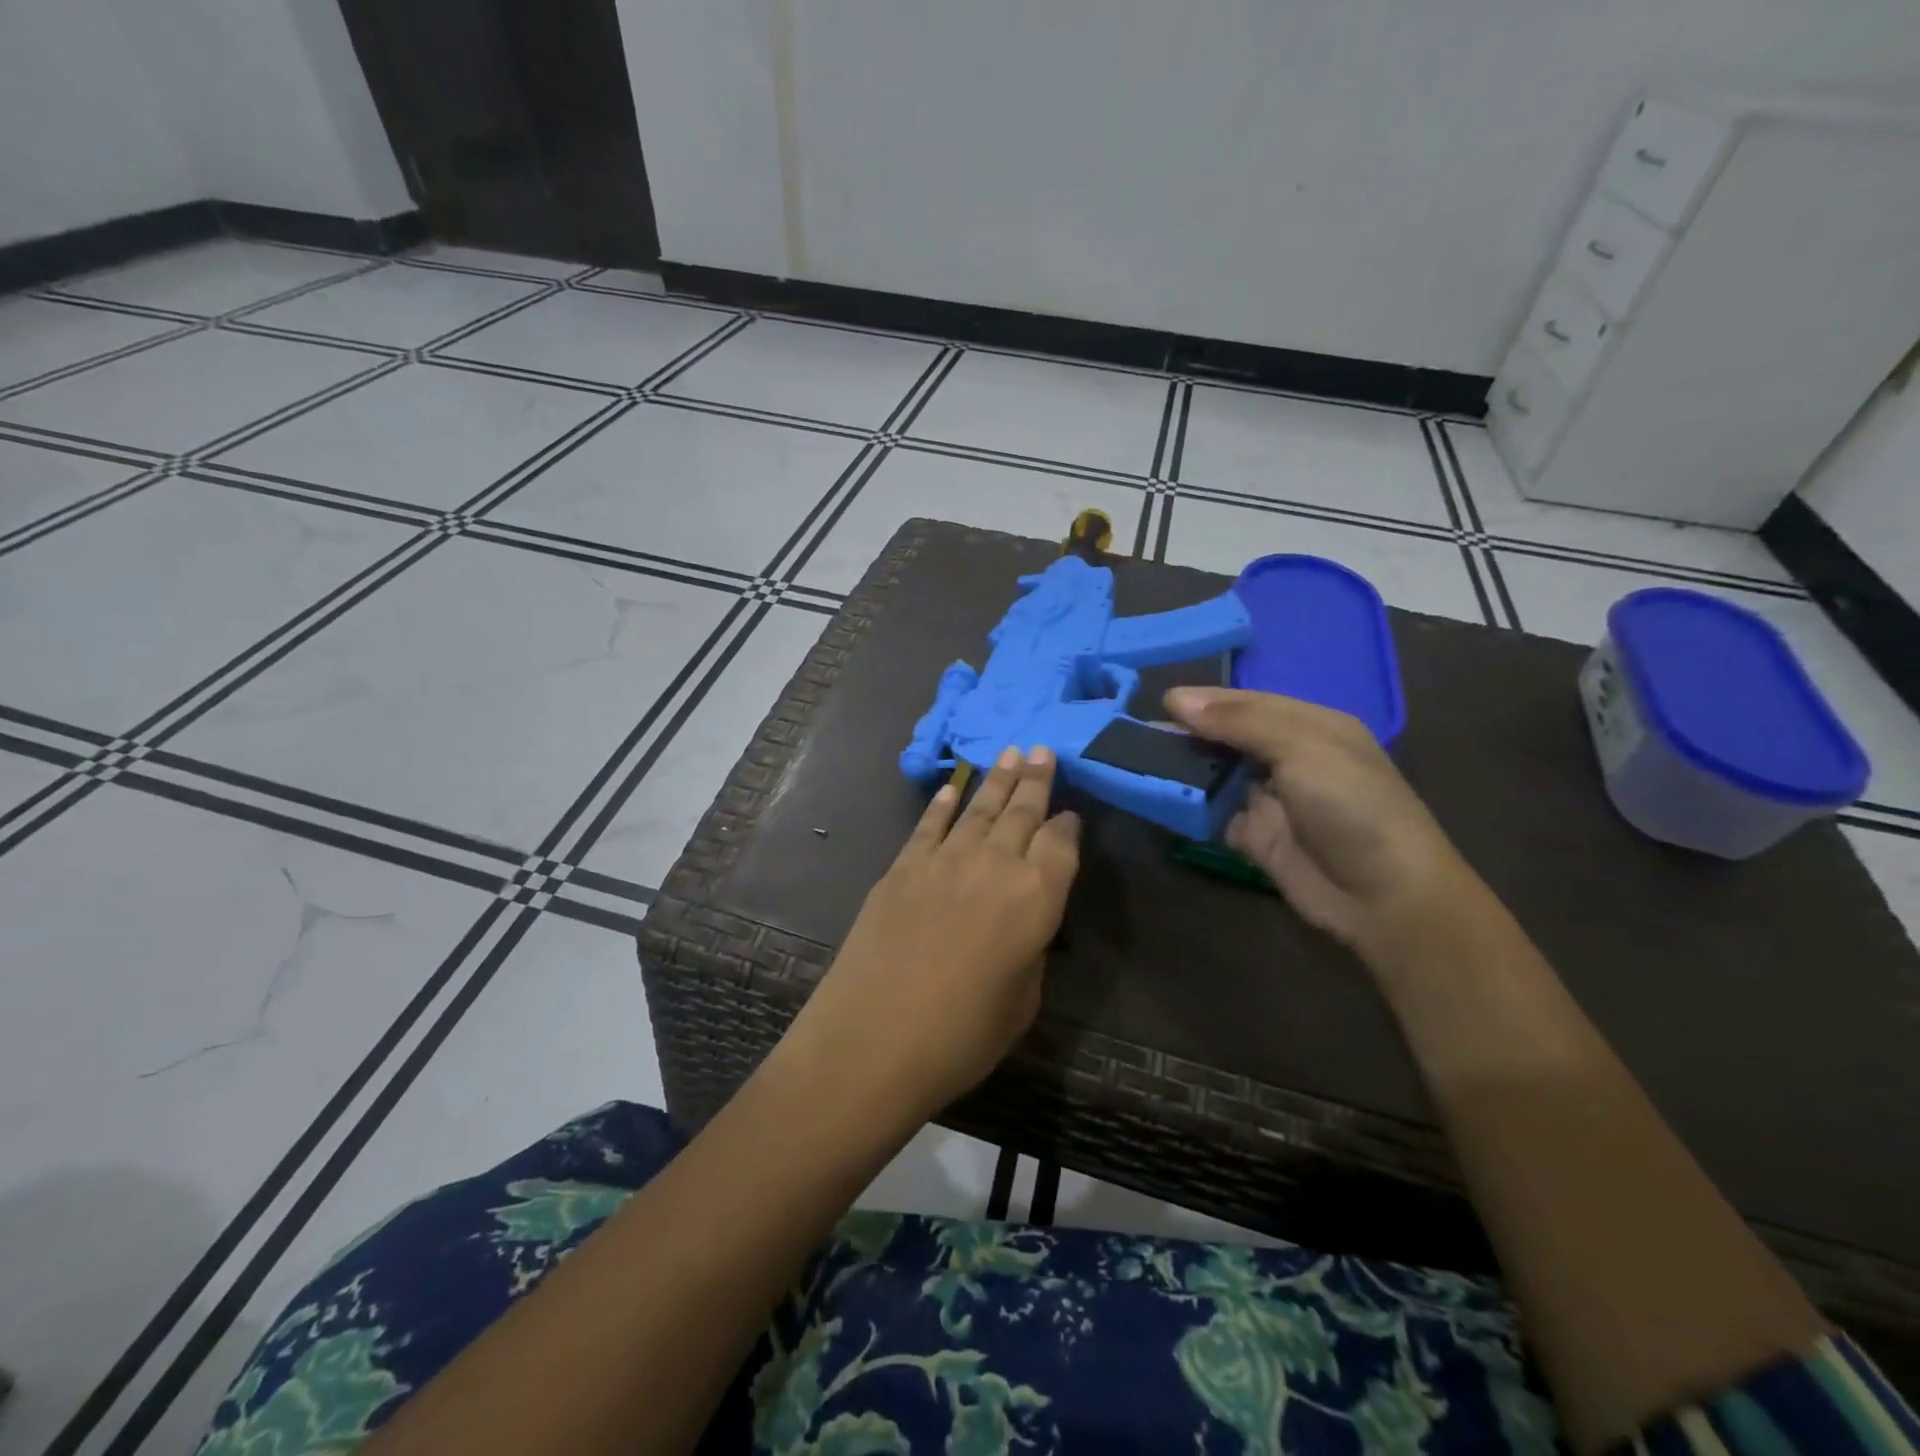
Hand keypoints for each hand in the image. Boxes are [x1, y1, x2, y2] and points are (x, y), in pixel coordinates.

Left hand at [786, 745, 1081, 1120]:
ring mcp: (945, 860)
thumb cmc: (961, 1037)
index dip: (1068, 825)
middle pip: (1022, 812)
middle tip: (1042, 751)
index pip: (1061, 845)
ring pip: (979, 808)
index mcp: (1037, 898)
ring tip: (1010, 752)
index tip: (1070, 812)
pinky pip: (929, 825)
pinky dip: (943, 802)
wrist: (873, 1040)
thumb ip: (1028, 951)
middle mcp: (996, 865)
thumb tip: (1021, 925)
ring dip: (996, 778)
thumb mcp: (1021, 1003)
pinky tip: (953, 786)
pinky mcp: (903, 867)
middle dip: (1035, 780)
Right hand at [1166, 687, 1483, 959]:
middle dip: (1187, 733)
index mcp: (1310, 727)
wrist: (1384, 896)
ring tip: (1135, 758)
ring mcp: (1270, 800)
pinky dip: (1185, 806)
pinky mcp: (1254, 837)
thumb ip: (1239, 721)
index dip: (1206, 700)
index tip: (1159, 701)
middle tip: (1135, 731)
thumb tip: (1176, 699)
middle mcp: (1288, 758)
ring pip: (1215, 774)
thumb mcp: (1302, 748)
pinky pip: (1211, 814)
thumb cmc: (1351, 806)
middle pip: (1227, 737)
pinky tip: (1153, 796)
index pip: (1248, 703)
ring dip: (1181, 768)